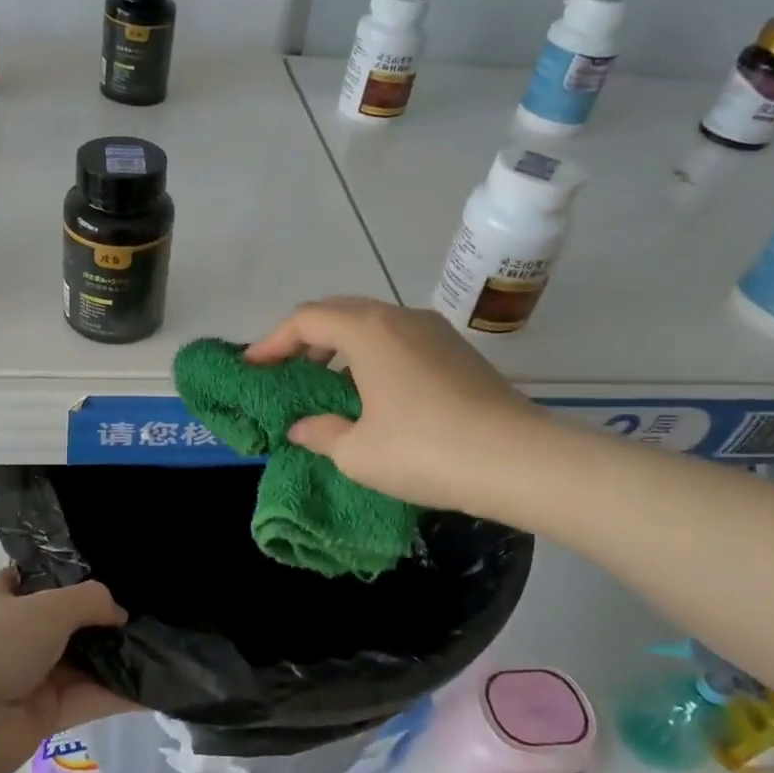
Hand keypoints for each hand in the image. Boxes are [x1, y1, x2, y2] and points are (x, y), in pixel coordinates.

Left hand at [0, 568, 136, 772]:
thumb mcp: (49, 606)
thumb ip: (90, 600)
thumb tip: (120, 612)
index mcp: (1, 597)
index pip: (38, 577)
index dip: (71, 573)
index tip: (112, 570)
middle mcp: (14, 634)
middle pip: (66, 621)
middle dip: (103, 618)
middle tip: (149, 608)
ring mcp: (28, 676)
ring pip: (80, 662)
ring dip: (115, 657)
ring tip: (162, 644)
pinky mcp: (43, 716)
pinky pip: (86, 699)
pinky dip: (117, 695)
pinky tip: (155, 687)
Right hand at [245, 296, 550, 515]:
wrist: (521, 461)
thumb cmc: (425, 451)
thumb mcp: (358, 452)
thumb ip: (321, 433)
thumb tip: (303, 427)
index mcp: (367, 331)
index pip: (305, 319)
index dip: (272, 341)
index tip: (253, 367)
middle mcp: (399, 318)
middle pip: (338, 311)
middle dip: (304, 338)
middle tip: (285, 370)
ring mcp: (433, 331)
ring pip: (371, 324)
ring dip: (340, 345)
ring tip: (325, 382)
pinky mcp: (457, 351)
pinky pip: (398, 339)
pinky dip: (371, 355)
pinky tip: (371, 392)